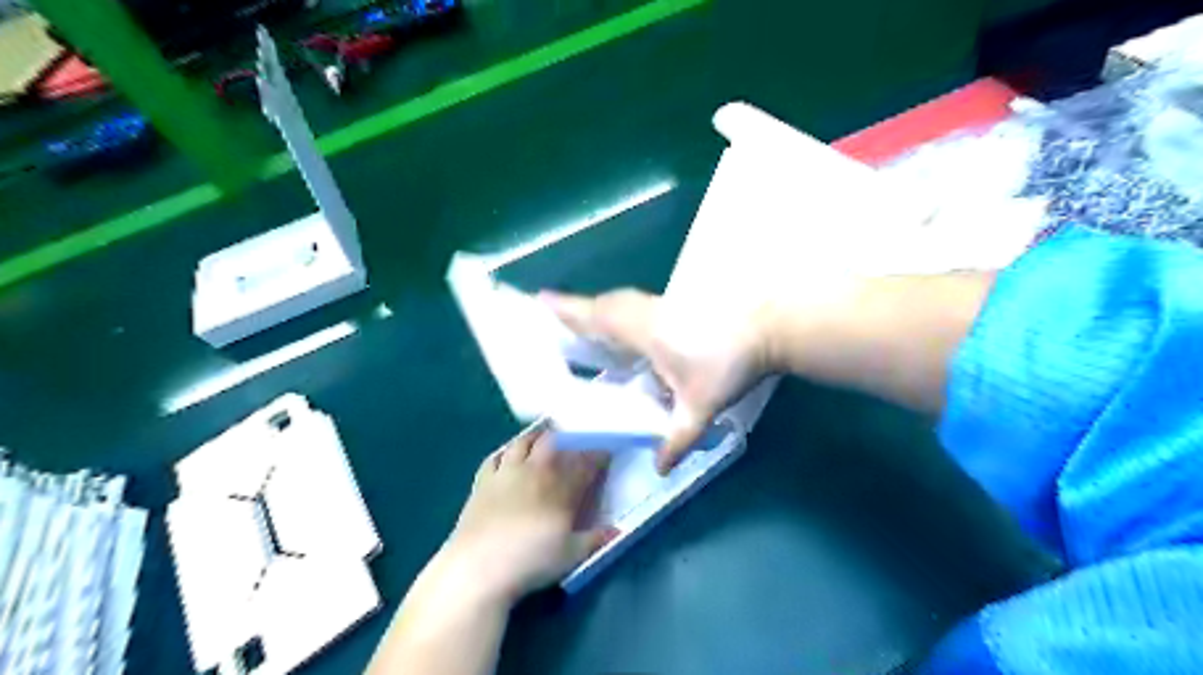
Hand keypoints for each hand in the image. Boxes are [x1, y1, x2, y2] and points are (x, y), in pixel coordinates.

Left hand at [436, 428, 611, 601]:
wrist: (478, 567)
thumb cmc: (530, 561)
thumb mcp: (570, 555)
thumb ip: (594, 540)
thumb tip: (617, 532)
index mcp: (560, 487)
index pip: (584, 463)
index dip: (597, 455)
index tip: (606, 452)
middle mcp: (535, 472)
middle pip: (551, 443)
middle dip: (565, 439)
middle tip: (572, 442)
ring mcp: (506, 474)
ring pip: (522, 443)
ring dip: (535, 437)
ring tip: (542, 437)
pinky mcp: (482, 482)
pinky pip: (495, 457)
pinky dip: (505, 452)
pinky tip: (507, 454)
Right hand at [538, 289, 769, 475]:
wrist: (769, 329)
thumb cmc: (730, 362)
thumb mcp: (701, 406)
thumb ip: (678, 438)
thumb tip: (659, 468)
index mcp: (643, 330)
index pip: (597, 316)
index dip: (568, 309)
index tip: (539, 301)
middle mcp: (646, 312)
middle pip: (603, 305)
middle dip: (576, 310)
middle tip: (553, 320)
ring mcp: (662, 305)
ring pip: (619, 303)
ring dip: (597, 310)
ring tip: (581, 326)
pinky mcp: (674, 306)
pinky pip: (633, 306)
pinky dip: (617, 314)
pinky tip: (621, 334)